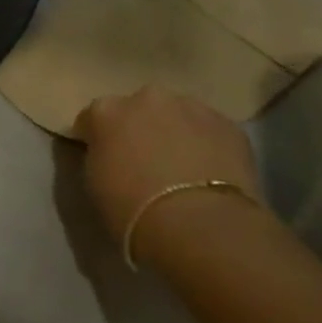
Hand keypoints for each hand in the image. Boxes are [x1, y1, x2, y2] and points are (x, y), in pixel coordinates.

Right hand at [76, 87, 264, 255]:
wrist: (197, 224)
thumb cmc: (131, 208)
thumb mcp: (94, 183)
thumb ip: (100, 156)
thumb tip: (112, 154)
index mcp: (106, 110)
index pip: (92, 119)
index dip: (96, 139)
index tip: (102, 160)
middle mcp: (146, 98)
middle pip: (138, 109)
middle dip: (140, 128)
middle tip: (145, 162)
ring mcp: (191, 107)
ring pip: (178, 115)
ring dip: (175, 133)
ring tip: (182, 168)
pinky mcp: (229, 125)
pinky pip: (210, 132)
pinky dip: (207, 146)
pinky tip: (209, 173)